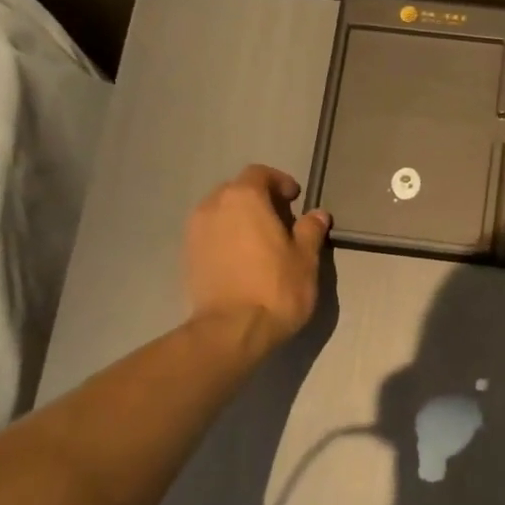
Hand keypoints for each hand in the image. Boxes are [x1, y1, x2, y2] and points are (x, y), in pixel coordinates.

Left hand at [184, 165, 329, 350]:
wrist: (231, 330)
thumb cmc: (275, 288)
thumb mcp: (305, 258)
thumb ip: (310, 230)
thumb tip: (317, 214)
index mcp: (243, 197)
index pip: (259, 173)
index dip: (279, 182)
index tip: (295, 199)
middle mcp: (213, 206)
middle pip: (236, 190)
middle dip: (258, 199)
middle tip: (280, 220)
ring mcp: (195, 231)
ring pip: (220, 212)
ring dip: (239, 219)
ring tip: (260, 242)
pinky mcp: (187, 256)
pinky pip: (210, 235)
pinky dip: (226, 238)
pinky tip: (242, 260)